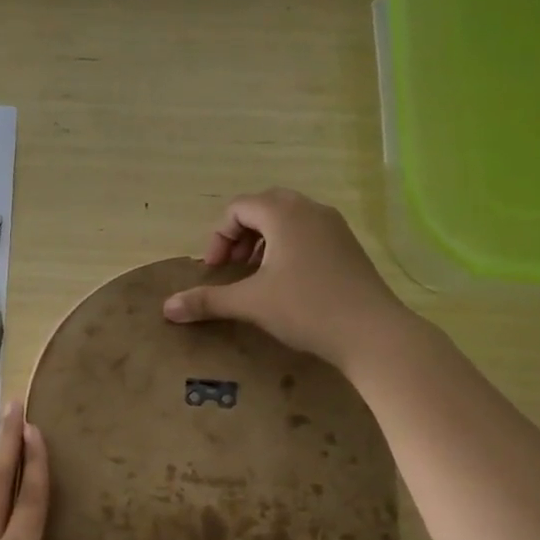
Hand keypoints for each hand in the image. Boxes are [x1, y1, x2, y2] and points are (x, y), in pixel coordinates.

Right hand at [162, 188, 408, 368]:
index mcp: (284, 213)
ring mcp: (334, 227)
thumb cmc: (306, 309)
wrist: (373, 332)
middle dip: (240, 235)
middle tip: (232, 267)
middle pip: (263, 207)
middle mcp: (310, 210)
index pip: (239, 208)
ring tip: (256, 275)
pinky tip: (287, 283)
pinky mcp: (348, 247)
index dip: (218, 237)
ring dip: (263, 241)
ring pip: (288, 219)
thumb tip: (166, 308)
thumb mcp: (251, 303)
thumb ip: (207, 301)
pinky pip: (308, 233)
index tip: (215, 270)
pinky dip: (287, 248)